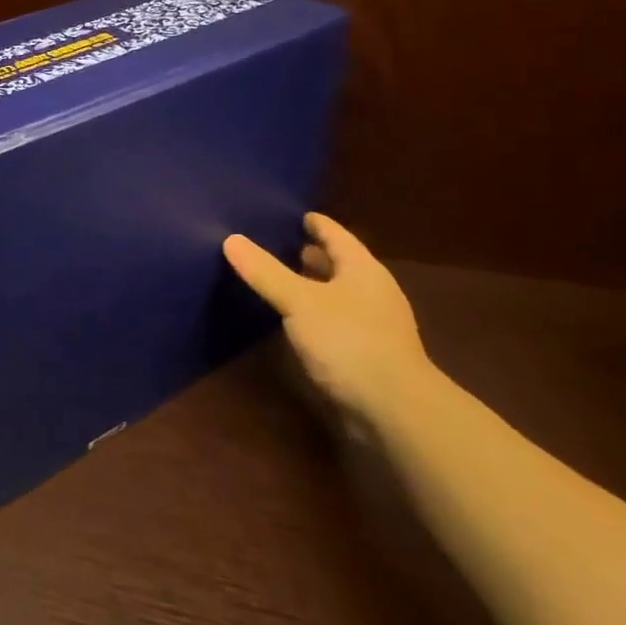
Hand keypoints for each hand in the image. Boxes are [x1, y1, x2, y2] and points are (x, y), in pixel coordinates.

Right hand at [222, 213, 440, 425]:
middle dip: (313, 254)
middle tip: (280, 243)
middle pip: (340, 264)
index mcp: (363, 270)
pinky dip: (315, 312)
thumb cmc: (349, 342)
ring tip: (282, 278)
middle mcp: (372, 292)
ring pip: (338, 293)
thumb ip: (266, 272)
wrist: (394, 410)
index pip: (338, 236)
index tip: (298, 214)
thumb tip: (231, 238)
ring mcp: (373, 325)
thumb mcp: (300, 302)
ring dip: (313, 284)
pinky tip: (295, 319)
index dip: (317, 224)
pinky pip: (335, 320)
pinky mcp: (366, 354)